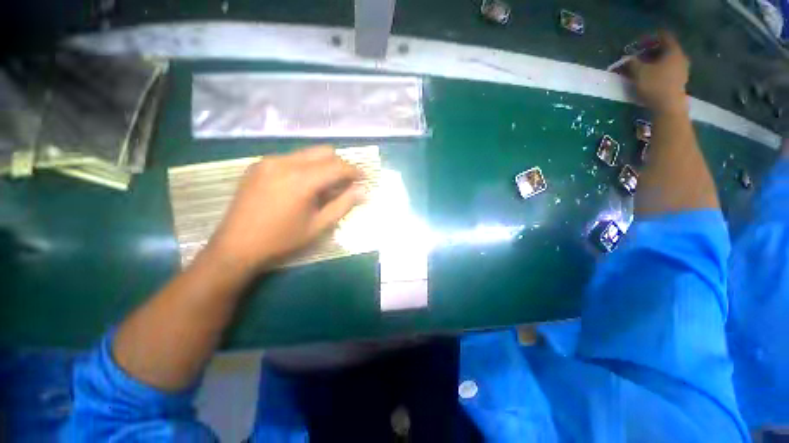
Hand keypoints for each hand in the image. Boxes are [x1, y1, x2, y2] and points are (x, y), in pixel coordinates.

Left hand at [208, 146, 364, 272]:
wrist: (235, 247)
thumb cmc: (282, 240)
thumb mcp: (318, 226)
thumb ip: (343, 205)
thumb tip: (362, 191)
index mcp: (301, 179)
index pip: (337, 166)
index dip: (354, 171)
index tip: (363, 178)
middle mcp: (285, 162)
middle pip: (324, 151)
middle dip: (340, 165)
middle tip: (345, 183)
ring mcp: (269, 161)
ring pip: (307, 153)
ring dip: (323, 165)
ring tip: (324, 186)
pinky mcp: (259, 165)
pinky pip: (291, 158)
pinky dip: (305, 167)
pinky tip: (302, 185)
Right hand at [628, 32, 689, 113]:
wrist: (668, 107)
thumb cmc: (654, 85)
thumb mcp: (639, 72)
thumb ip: (632, 63)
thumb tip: (626, 58)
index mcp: (673, 51)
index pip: (664, 36)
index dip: (651, 37)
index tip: (639, 42)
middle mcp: (680, 57)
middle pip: (665, 48)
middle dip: (651, 51)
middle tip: (638, 56)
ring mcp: (682, 70)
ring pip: (666, 60)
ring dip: (654, 61)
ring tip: (642, 67)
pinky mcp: (679, 81)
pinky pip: (668, 69)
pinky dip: (658, 69)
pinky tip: (649, 76)